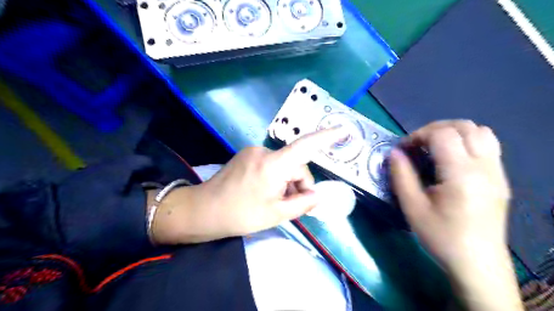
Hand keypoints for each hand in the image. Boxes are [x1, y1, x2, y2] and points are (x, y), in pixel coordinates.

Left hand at [150, 127, 344, 244]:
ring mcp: (253, 152)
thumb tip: (317, 195)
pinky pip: (271, 164)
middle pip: (295, 164)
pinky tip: (265, 193)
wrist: (203, 211)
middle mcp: (264, 152)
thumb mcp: (276, 214)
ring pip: (283, 165)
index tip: (342, 130)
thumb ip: (302, 203)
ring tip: (274, 202)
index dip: (325, 137)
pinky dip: (275, 178)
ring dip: (286, 183)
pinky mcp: (247, 156)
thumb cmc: (240, 215)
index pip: (304, 146)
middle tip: (291, 206)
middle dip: (298, 184)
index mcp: (273, 165)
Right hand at [387, 120, 522, 310]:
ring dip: (454, 132)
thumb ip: (401, 176)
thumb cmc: (440, 236)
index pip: (443, 135)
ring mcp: (497, 172)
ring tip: (435, 148)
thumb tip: (394, 152)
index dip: (418, 135)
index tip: (403, 150)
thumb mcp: (412, 207)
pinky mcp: (500, 179)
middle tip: (417, 146)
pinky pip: (489, 145)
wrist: (476, 263)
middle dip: (435, 129)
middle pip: (464, 126)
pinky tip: (452, 159)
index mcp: (461, 174)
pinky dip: (468, 141)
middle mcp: (484, 167)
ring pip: (481, 132)